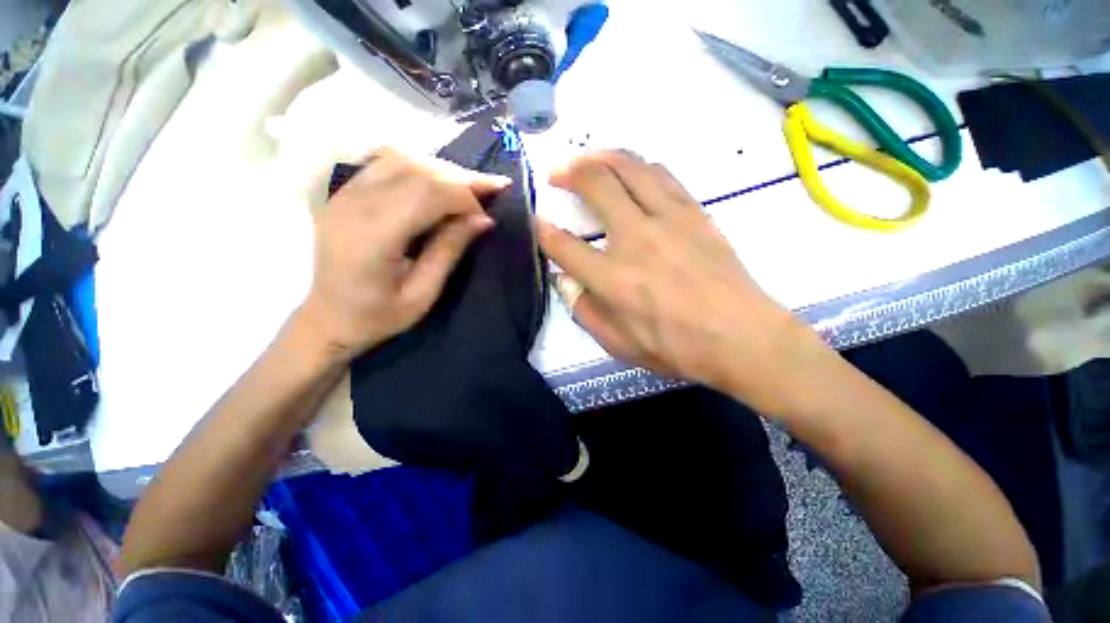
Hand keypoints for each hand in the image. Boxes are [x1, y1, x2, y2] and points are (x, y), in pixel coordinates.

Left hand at [298, 148, 508, 360]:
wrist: (326, 318)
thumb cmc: (376, 316)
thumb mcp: (422, 294)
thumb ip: (450, 251)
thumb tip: (484, 220)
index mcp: (373, 235)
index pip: (428, 194)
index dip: (465, 198)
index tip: (485, 218)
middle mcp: (354, 204)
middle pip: (417, 170)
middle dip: (460, 178)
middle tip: (492, 188)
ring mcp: (344, 193)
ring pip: (401, 158)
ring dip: (441, 169)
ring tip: (468, 186)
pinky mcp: (343, 193)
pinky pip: (385, 163)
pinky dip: (419, 167)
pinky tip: (437, 182)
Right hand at [536, 151, 825, 412]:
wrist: (741, 337)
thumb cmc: (675, 347)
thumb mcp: (617, 344)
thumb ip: (584, 310)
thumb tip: (566, 281)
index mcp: (612, 278)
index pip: (564, 245)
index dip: (544, 230)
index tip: (537, 220)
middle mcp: (635, 239)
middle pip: (596, 183)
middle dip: (568, 171)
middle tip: (557, 172)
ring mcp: (668, 219)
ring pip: (630, 167)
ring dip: (602, 156)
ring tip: (589, 159)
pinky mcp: (695, 212)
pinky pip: (662, 175)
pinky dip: (639, 166)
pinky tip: (631, 171)